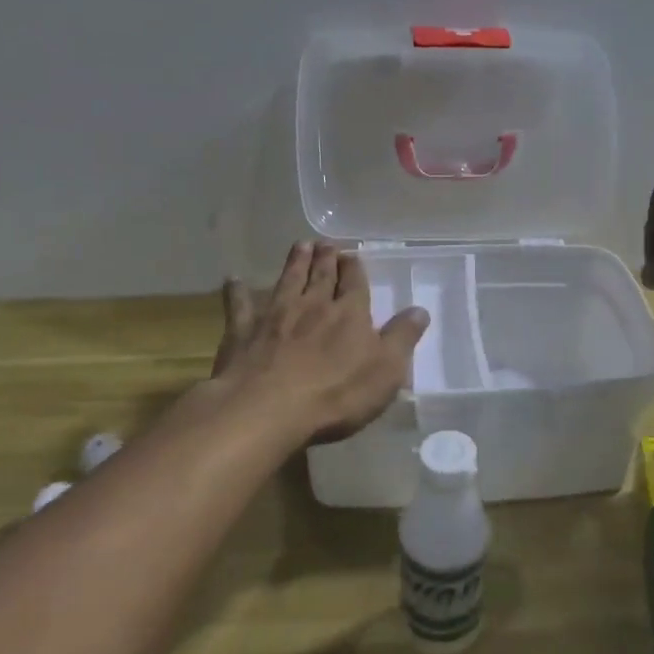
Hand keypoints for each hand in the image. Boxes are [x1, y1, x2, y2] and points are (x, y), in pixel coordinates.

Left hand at [211, 242, 429, 443]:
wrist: (268, 408)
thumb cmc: (336, 393)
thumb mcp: (386, 370)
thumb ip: (402, 338)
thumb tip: (420, 310)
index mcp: (349, 313)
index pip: (354, 283)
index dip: (354, 268)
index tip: (352, 255)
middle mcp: (313, 305)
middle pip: (321, 275)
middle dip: (326, 258)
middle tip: (325, 244)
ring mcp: (275, 314)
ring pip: (288, 280)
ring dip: (294, 262)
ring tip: (299, 245)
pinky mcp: (243, 330)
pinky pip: (240, 304)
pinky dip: (237, 291)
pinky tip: (233, 280)